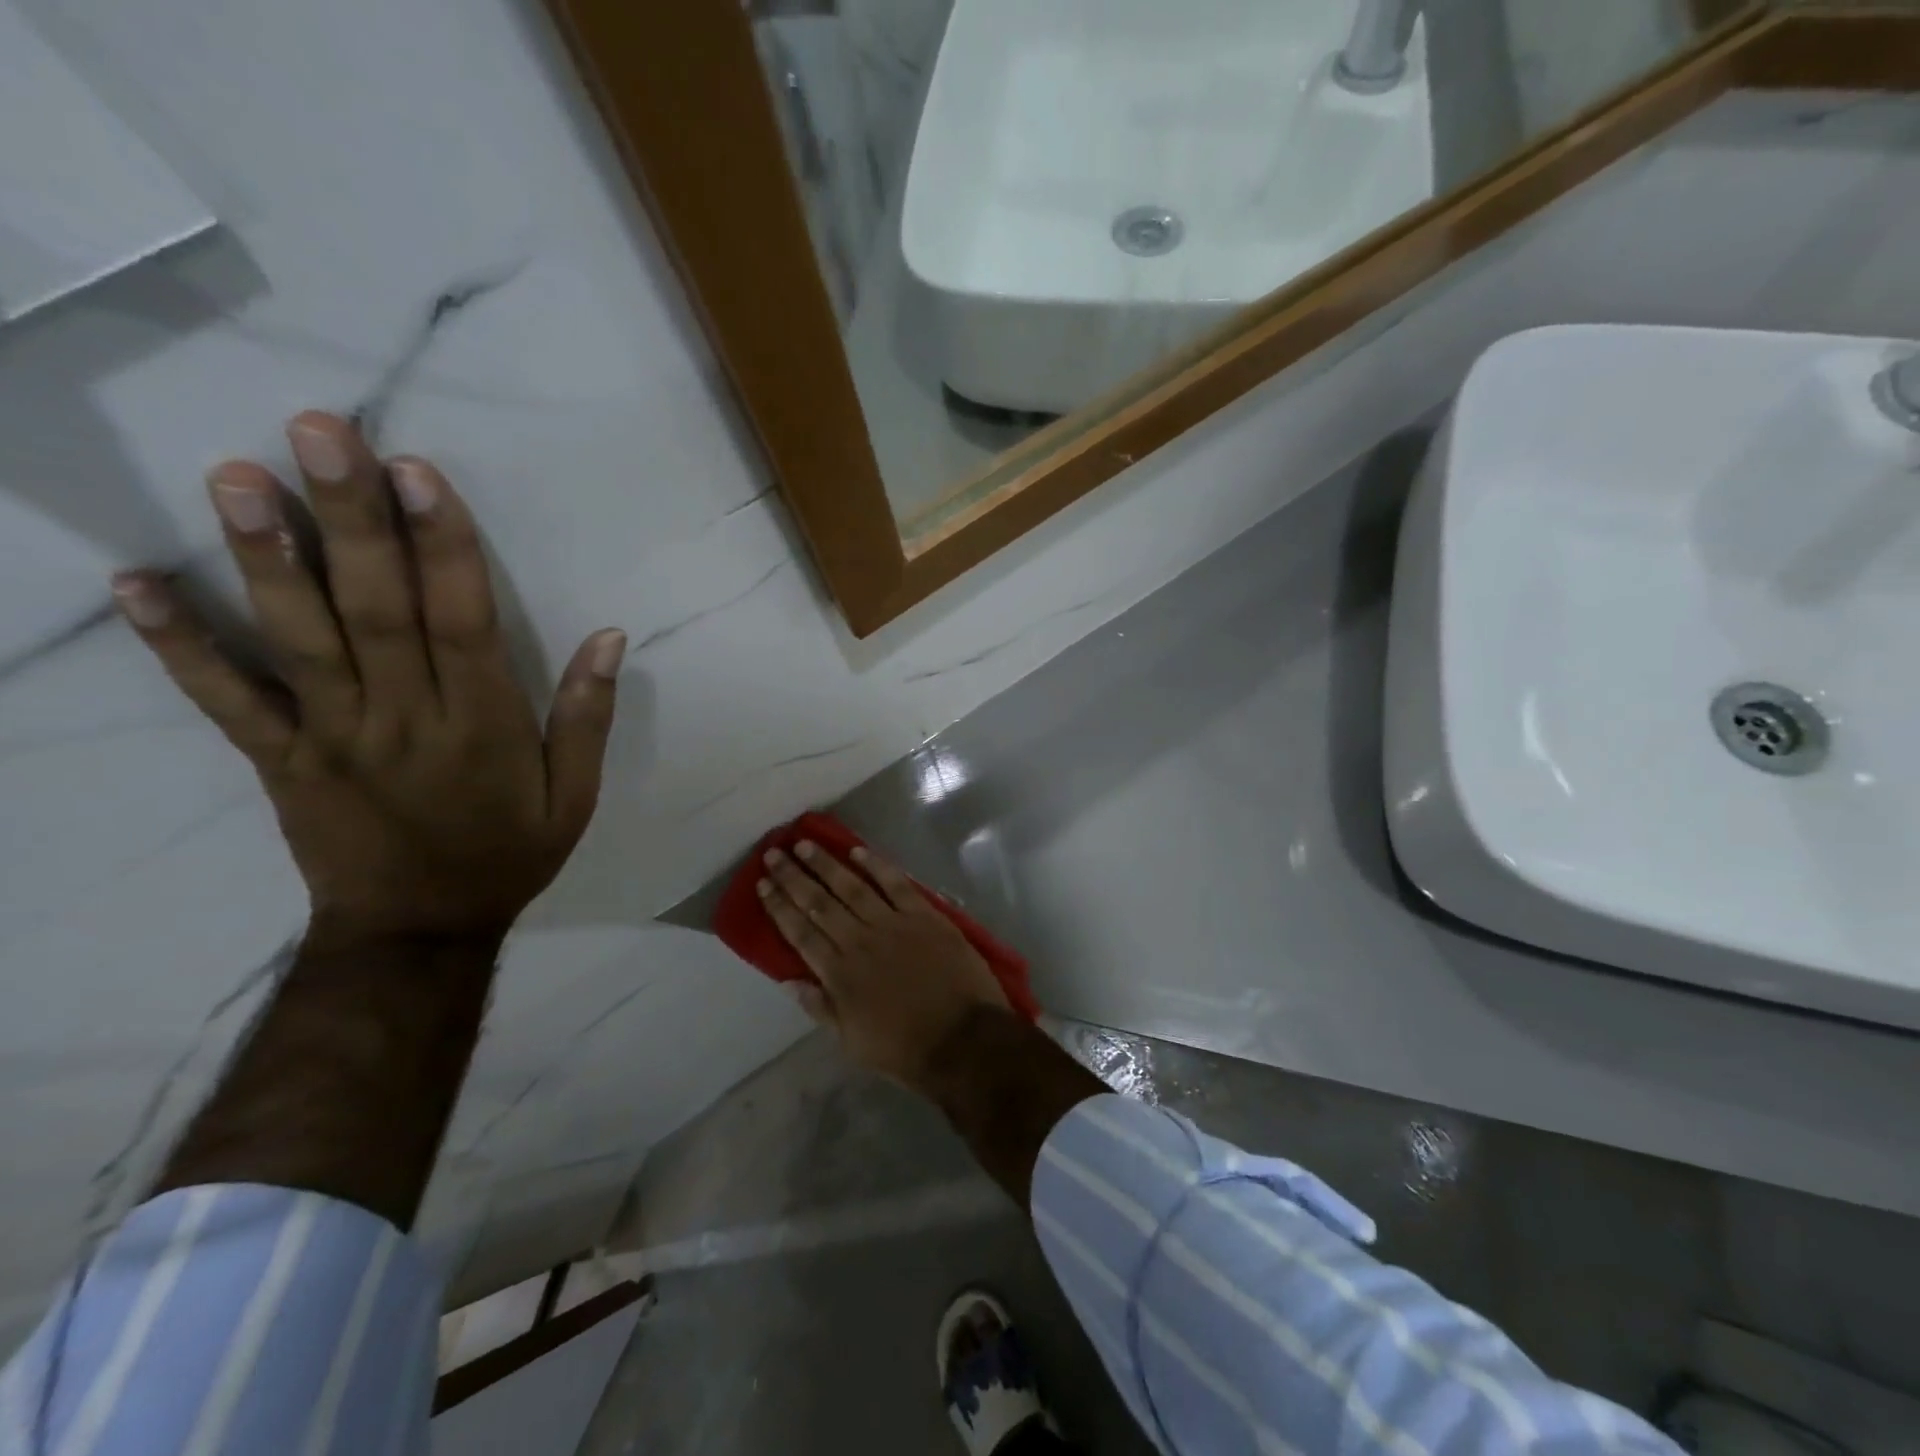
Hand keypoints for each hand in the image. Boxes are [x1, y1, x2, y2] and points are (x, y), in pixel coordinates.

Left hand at [112, 412, 623, 946]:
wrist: (418, 929)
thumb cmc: (508, 853)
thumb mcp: (575, 797)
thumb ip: (587, 717)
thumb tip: (611, 637)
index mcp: (482, 726)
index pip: (462, 622)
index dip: (443, 546)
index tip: (418, 473)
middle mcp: (404, 719)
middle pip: (376, 610)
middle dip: (352, 520)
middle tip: (319, 433)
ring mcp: (331, 736)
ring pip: (299, 639)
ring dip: (267, 558)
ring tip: (239, 476)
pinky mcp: (279, 759)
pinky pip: (224, 701)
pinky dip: (179, 644)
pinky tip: (137, 583)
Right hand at [759, 840, 1009, 1090]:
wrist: (963, 1039)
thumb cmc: (905, 1048)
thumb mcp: (852, 1042)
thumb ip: (821, 1007)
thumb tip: (789, 980)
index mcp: (839, 974)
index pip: (800, 933)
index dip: (779, 907)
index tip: (763, 884)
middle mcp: (859, 941)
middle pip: (819, 903)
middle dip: (794, 877)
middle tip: (774, 852)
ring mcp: (893, 924)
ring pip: (852, 886)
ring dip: (826, 864)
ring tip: (805, 844)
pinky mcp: (925, 915)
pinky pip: (896, 884)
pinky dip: (877, 865)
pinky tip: (857, 850)